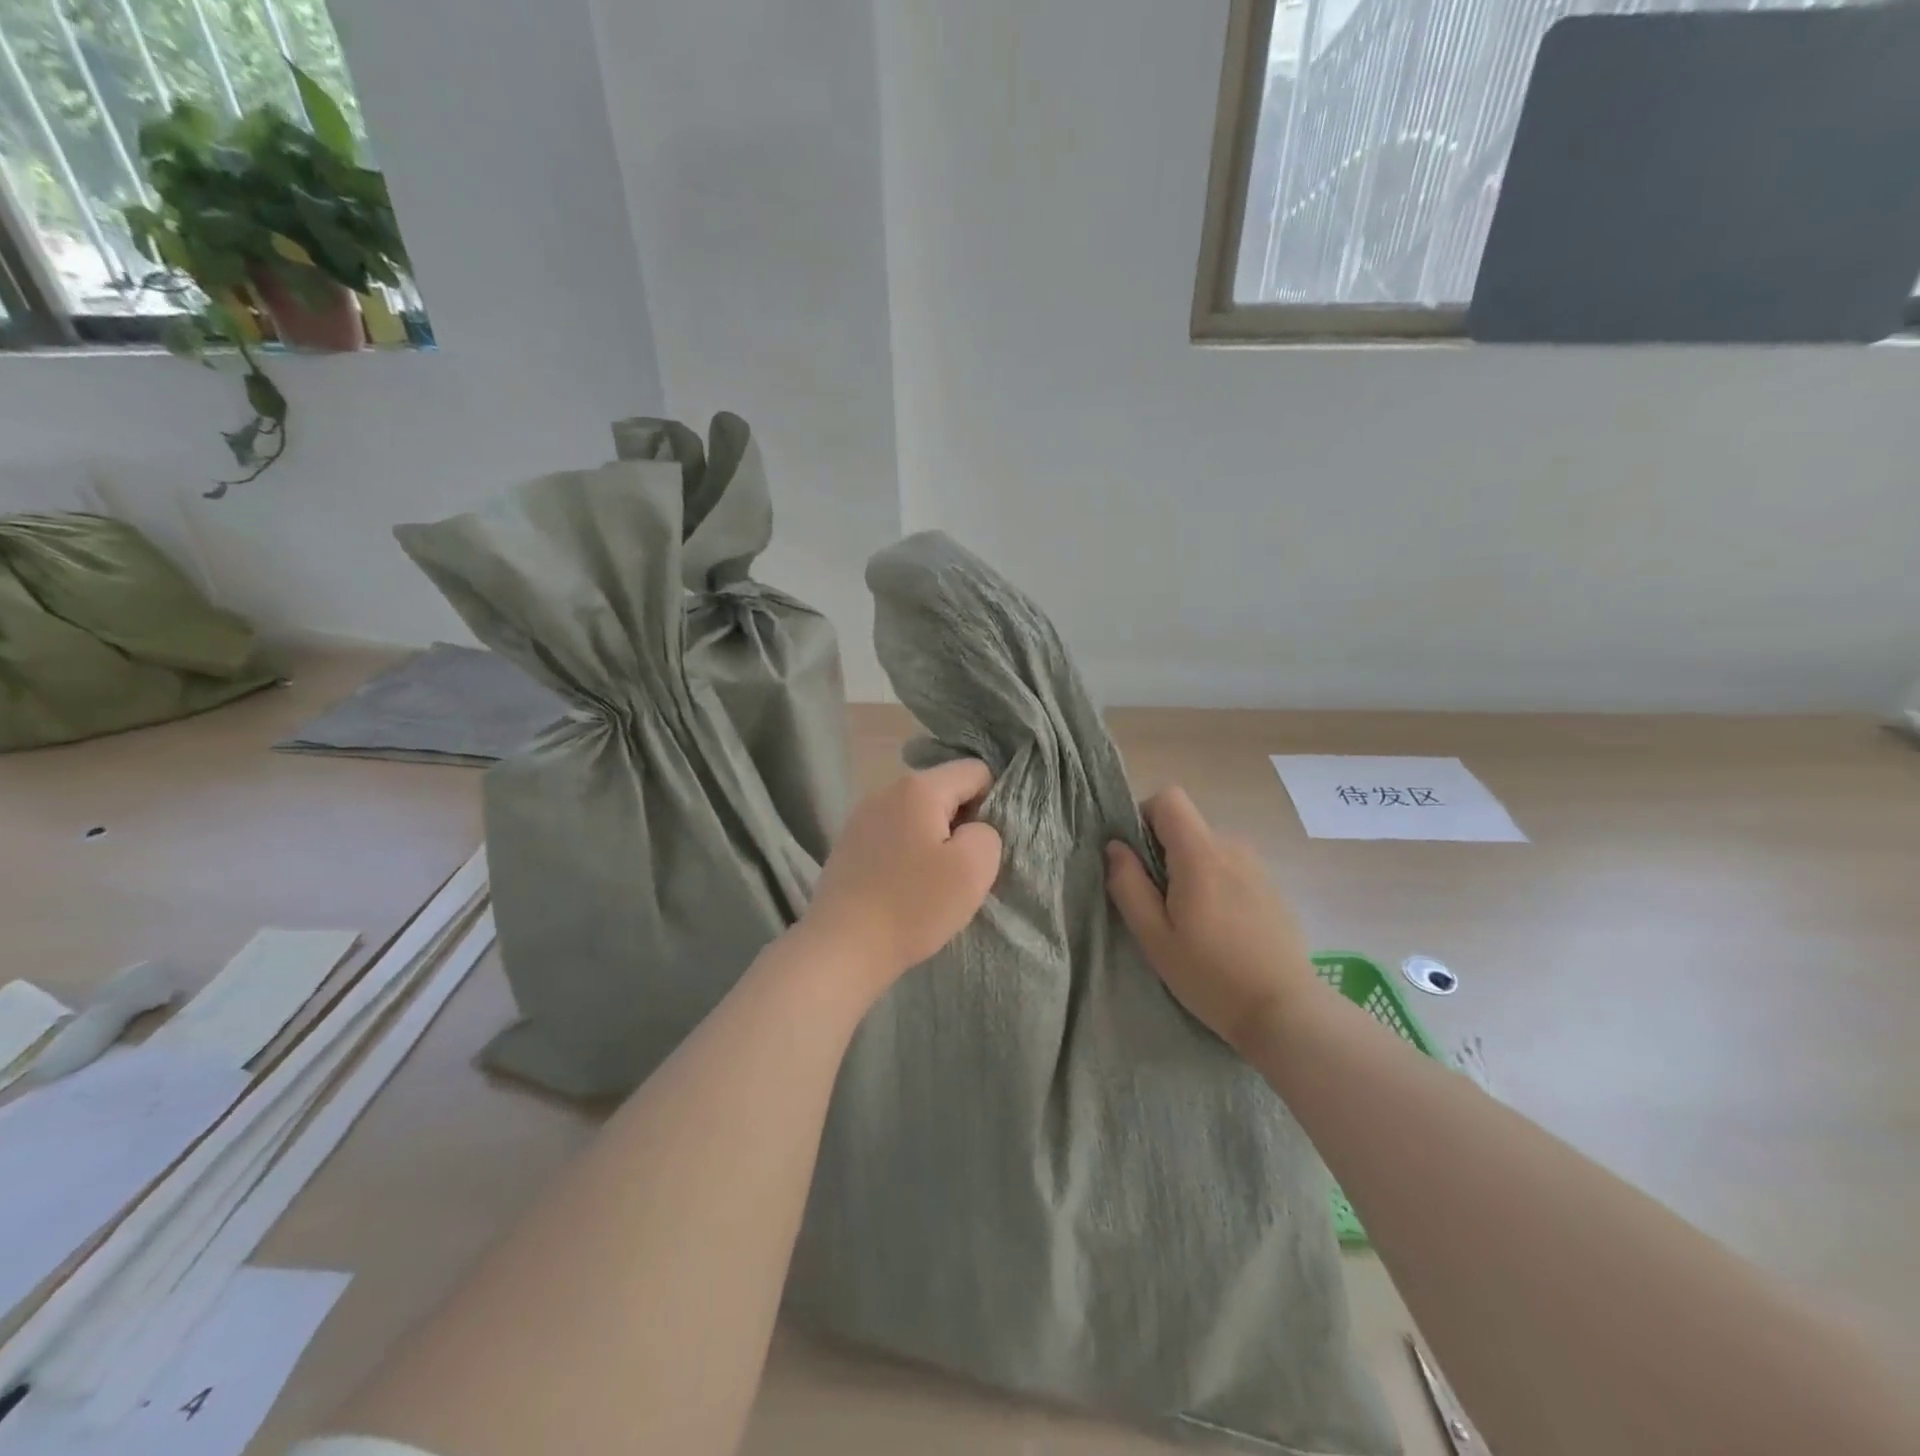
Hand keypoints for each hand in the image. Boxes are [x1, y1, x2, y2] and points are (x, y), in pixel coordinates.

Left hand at [800, 759, 1002, 1000]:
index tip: (982, 846)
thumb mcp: (974, 869)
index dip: (992, 804)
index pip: (976, 772)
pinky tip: (903, 887)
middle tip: (962, 869)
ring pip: (919, 815)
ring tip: (932, 882)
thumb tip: (974, 829)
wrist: (842, 947)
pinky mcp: (848, 843)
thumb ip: (988, 833)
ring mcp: (862, 815)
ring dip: (934, 840)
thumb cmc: (913, 905)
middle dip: (961, 823)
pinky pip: (894, 834)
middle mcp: (887, 790)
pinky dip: (907, 853)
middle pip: (945, 791)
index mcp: (919, 787)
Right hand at [1106, 787, 1316, 1054]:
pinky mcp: (1272, 887)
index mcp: (1200, 853)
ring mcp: (1257, 866)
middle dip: (1164, 854)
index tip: (1137, 859)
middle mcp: (1232, 847)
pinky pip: (1230, 869)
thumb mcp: (1153, 936)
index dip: (1144, 817)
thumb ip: (1128, 884)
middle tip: (1160, 906)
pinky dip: (1216, 885)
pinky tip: (1221, 931)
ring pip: (1207, 849)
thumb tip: (1115, 847)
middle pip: (1186, 827)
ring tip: (1192, 923)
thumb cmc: (1210, 975)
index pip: (1168, 798)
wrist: (1285, 1011)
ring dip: (1191, 872)